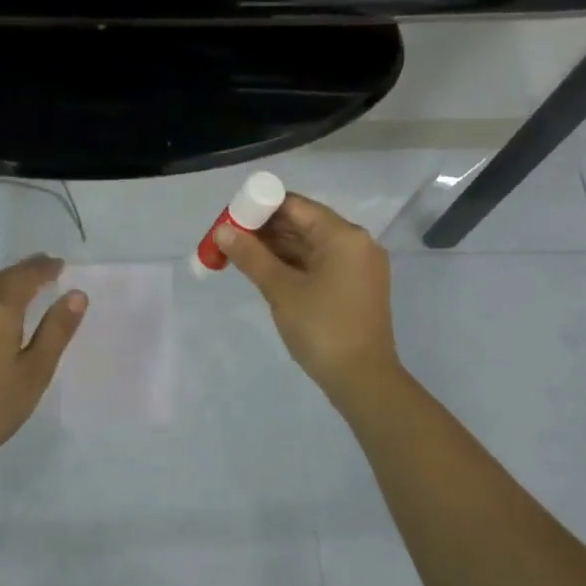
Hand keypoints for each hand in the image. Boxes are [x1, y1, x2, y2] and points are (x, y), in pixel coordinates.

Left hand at [0, 254, 86, 472]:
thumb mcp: (35, 372)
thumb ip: (56, 330)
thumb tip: (76, 294)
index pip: (25, 277)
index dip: (44, 268)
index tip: (60, 264)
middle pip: (3, 277)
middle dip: (26, 269)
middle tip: (47, 266)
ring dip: (8, 279)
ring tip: (28, 281)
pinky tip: (0, 306)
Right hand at [217, 194, 401, 397]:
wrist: (363, 380)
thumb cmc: (322, 328)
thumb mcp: (281, 289)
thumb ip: (250, 256)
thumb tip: (222, 231)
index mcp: (343, 235)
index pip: (295, 205)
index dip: (261, 207)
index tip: (232, 218)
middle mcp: (356, 243)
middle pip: (304, 223)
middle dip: (266, 229)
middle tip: (230, 237)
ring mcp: (358, 266)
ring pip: (310, 244)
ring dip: (276, 247)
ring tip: (239, 254)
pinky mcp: (355, 286)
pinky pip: (320, 263)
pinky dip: (293, 263)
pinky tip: (264, 269)